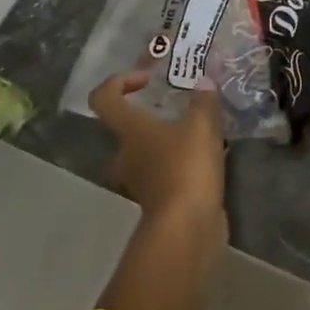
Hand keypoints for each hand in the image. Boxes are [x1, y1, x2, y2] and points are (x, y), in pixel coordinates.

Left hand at [88, 71, 226, 219]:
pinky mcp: (156, 202)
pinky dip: (179, 167)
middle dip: (152, 117)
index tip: (147, 80)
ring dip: (167, 143)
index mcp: (130, 131)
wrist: (186, 228)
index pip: (104, 98)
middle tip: (180, 110)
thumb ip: (204, 101)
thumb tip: (204, 81)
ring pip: (147, 154)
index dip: (119, 82)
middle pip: (127, 129)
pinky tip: (205, 162)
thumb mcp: (202, 126)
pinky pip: (163, 175)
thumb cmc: (186, 167)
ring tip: (199, 136)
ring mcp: (138, 182)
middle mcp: (125, 155)